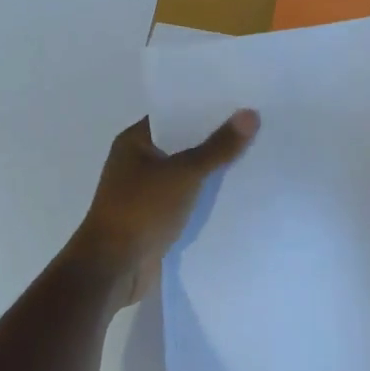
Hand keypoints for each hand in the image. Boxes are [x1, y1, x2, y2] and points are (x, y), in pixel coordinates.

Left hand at [71, 110, 258, 303]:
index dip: (204, 107)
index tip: (239, 101)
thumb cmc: (141, 210)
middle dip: (214, 139)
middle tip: (255, 126)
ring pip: (186, 173)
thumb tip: (250, 114)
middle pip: (183, 144)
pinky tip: (237, 192)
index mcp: (134, 142)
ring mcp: (146, 192)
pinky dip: (206, 196)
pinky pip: (187, 199)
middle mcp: (138, 162)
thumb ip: (218, 147)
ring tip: (255, 155)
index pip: (174, 114)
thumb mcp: (184, 173)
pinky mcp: (156, 218)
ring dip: (212, 170)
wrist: (113, 269)